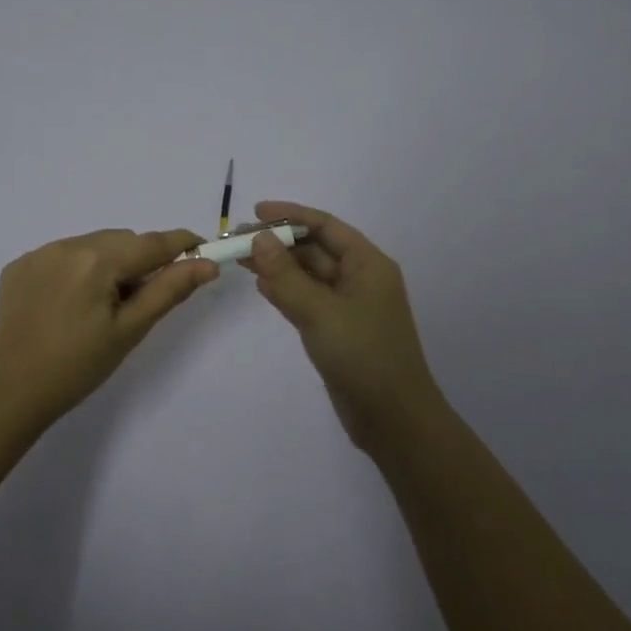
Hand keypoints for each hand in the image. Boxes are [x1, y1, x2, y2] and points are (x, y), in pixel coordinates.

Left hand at [0, 228, 217, 423]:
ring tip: (100, 306)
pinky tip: (69, 304)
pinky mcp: (18, 266)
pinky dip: (76, 270)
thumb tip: (207, 264)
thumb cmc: (79, 366)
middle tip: (139, 301)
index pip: (151, 243)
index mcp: (96, 261)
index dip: (181, 243)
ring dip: (107, 263)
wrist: (14, 392)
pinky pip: (61, 255)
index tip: (202, 249)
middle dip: (138, 261)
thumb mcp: (130, 330)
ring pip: (92, 245)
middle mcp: (65, 245)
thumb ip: (169, 290)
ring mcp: (37, 254)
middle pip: (121, 241)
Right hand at [240, 201, 445, 450]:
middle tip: (238, 240)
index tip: (254, 212)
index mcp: (367, 264)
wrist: (392, 418)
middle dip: (279, 242)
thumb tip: (260, 239)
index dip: (290, 215)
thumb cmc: (362, 355)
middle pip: (316, 248)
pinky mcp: (338, 330)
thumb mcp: (319, 311)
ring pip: (309, 275)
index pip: (325, 225)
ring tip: (241, 260)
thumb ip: (286, 275)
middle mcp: (360, 278)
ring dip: (278, 266)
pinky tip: (261, 287)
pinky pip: (308, 299)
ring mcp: (349, 306)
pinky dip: (286, 291)